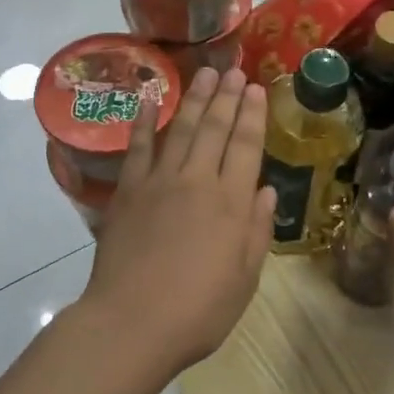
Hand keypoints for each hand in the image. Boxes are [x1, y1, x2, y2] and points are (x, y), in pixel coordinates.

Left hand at [82, 68, 275, 378]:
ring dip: (194, 99)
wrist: (131, 324)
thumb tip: (265, 192)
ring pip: (181, 129)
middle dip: (227, 97)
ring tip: (205, 73)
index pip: (246, 147)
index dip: (252, 116)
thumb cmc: (197, 312)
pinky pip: (137, 147)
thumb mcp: (244, 280)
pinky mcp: (128, 191)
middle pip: (215, 129)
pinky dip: (142, 120)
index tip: (256, 89)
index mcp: (231, 204)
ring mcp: (159, 182)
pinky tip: (147, 97)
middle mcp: (197, 182)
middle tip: (233, 70)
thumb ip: (256, 232)